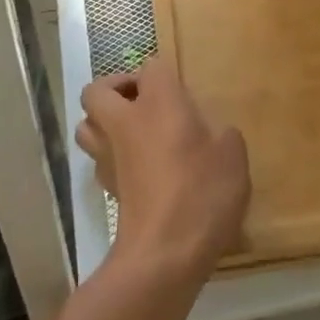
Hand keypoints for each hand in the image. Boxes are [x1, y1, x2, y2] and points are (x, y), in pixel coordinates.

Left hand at [76, 58, 249, 277]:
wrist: (164, 253)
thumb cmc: (202, 191)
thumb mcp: (233, 155)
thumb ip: (222, 135)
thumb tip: (212, 136)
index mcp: (159, 101)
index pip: (151, 66)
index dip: (164, 74)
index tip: (181, 93)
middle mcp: (125, 121)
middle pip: (97, 90)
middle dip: (115, 89)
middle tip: (144, 102)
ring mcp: (109, 156)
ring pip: (86, 126)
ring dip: (103, 123)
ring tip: (135, 133)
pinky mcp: (107, 189)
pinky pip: (99, 161)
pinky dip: (112, 157)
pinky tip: (139, 170)